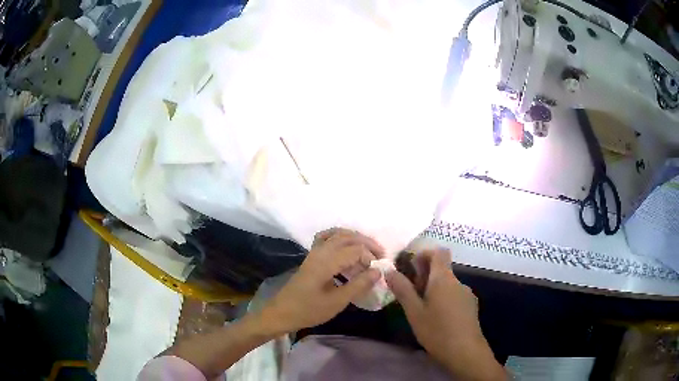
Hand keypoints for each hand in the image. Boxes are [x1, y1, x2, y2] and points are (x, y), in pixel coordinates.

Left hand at [260, 228, 383, 333]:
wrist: (282, 312)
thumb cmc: (310, 310)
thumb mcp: (337, 301)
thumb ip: (358, 285)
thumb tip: (378, 271)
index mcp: (326, 262)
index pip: (355, 250)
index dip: (370, 257)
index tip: (378, 272)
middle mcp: (320, 251)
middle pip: (347, 237)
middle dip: (366, 243)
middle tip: (381, 255)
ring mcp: (314, 252)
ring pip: (337, 234)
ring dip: (355, 238)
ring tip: (368, 250)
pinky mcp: (311, 256)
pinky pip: (326, 238)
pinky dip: (339, 237)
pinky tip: (346, 247)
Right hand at [386, 249, 505, 380]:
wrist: (465, 351)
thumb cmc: (437, 331)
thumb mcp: (414, 312)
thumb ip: (403, 289)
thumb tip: (389, 270)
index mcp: (444, 279)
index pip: (439, 252)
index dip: (425, 254)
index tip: (410, 267)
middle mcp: (458, 282)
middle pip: (442, 269)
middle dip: (424, 276)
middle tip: (410, 294)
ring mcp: (466, 294)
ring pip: (447, 284)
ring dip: (433, 289)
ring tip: (421, 309)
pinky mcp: (470, 306)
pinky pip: (454, 295)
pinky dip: (443, 299)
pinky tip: (437, 318)